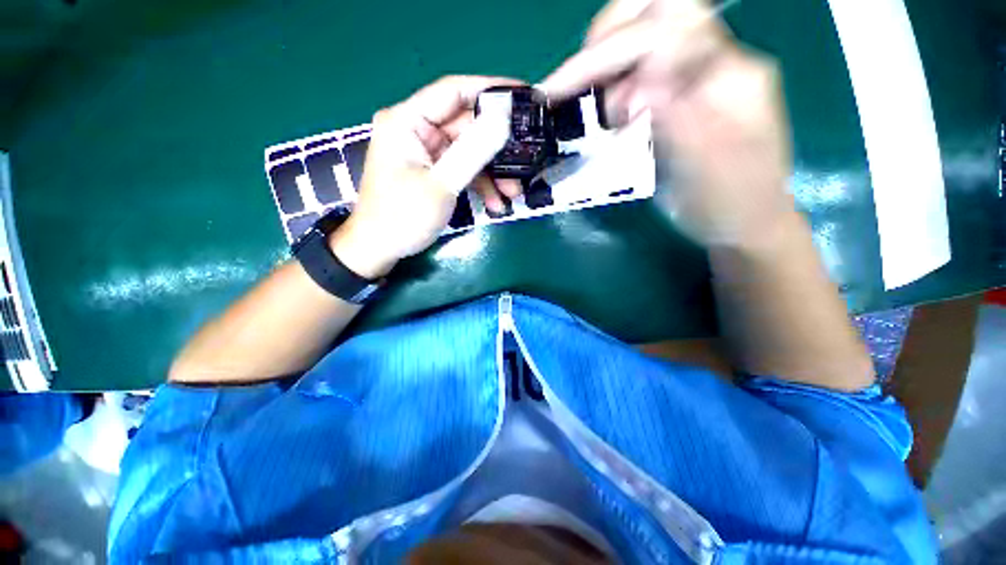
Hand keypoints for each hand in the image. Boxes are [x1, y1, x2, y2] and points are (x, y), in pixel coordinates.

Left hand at [330, 76, 521, 278]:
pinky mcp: (434, 171)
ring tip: (513, 194)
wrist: (380, 249)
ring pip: (469, 152)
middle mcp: (416, 130)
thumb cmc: (403, 217)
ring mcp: (426, 152)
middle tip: (524, 163)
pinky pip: (463, 170)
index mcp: (407, 121)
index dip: (490, 91)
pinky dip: (480, 185)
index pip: (453, 92)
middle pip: (466, 126)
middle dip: (496, 149)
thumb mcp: (441, 184)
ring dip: (492, 172)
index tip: (523, 96)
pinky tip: (495, 203)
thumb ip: (472, 152)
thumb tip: (504, 120)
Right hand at [541, 0, 795, 247]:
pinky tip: (602, 113)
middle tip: (574, 87)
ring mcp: (694, 76)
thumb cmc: (729, 203)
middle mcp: (712, 62)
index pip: (662, 33)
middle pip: (654, 14)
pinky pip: (639, 70)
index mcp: (728, 74)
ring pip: (642, 38)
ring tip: (589, 108)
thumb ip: (675, 121)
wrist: (741, 219)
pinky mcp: (678, 95)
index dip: (605, 54)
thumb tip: (633, 91)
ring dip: (605, 64)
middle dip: (605, 43)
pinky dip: (610, 82)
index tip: (560, 90)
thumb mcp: (705, 169)